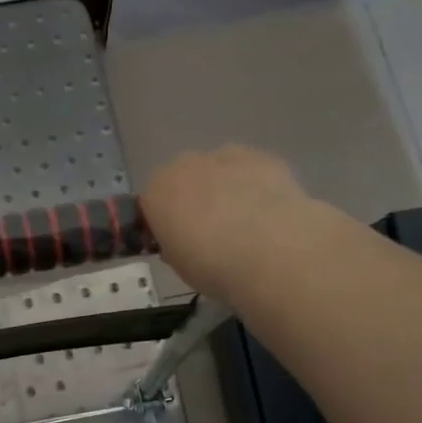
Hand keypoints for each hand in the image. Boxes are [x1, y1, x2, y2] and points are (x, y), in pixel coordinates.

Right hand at [141, 146, 312, 303]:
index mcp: (156, 192)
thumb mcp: (178, 265)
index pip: (150, 203)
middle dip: (192, 198)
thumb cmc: (212, 266)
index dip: (163, 222)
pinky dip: (255, 185)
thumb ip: (174, 244)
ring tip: (244, 223)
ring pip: (217, 169)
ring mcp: (225, 156)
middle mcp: (185, 165)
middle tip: (210, 232)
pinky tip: (268, 212)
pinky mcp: (264, 157)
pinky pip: (250, 170)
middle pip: (182, 179)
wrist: (271, 252)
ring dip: (224, 188)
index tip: (176, 243)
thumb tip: (184, 240)